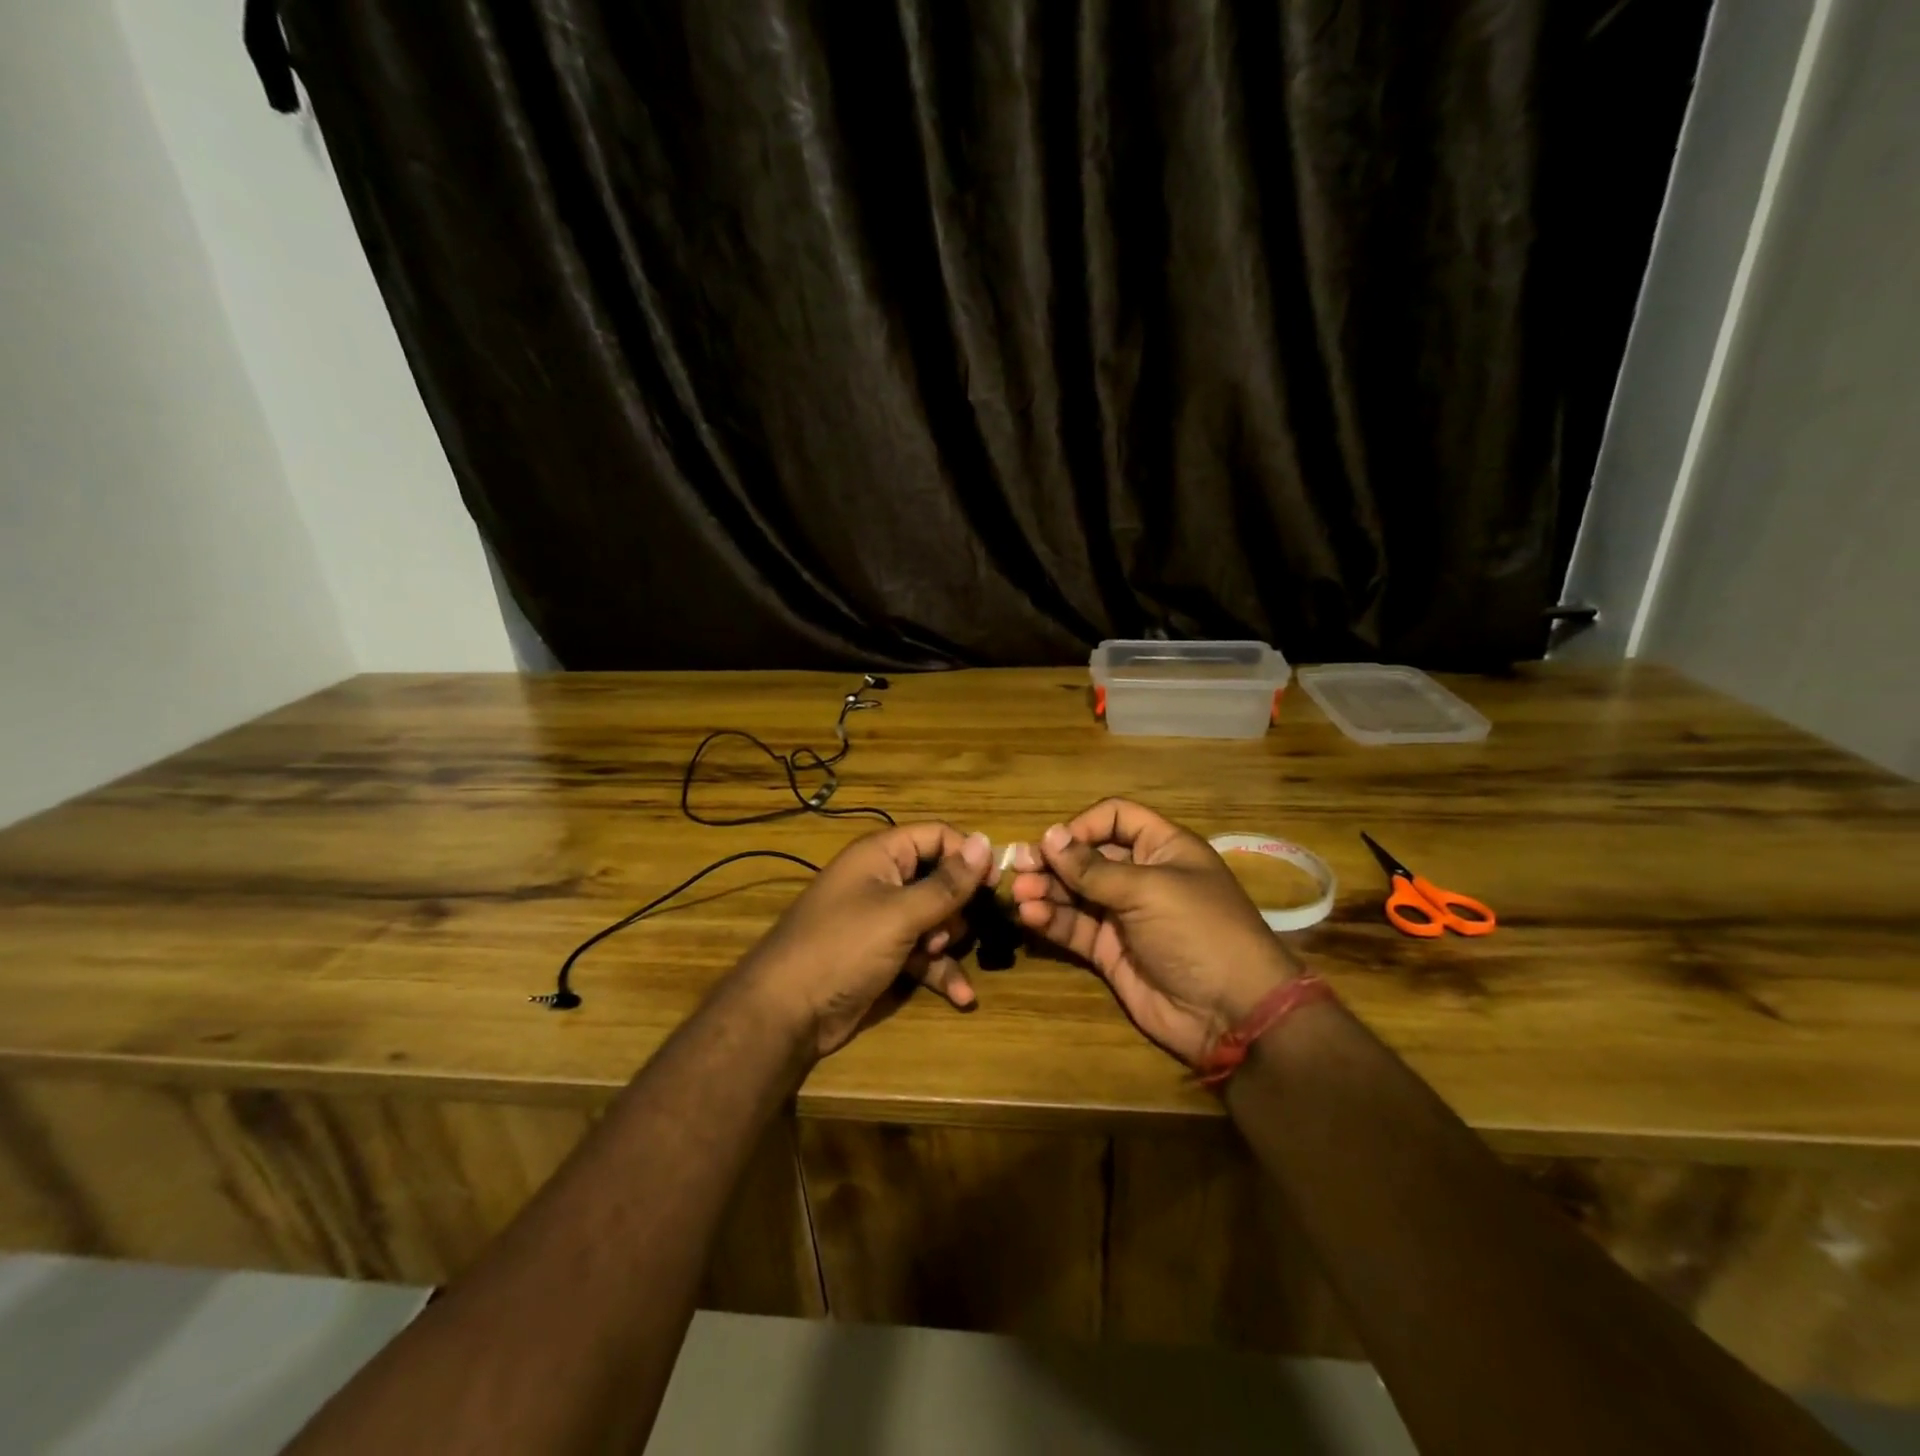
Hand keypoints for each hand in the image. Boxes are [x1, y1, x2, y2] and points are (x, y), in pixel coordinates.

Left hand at [732, 822, 994, 1058]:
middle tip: (954, 928)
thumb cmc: (843, 948)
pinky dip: (940, 971)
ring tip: (933, 958)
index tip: (997, 882)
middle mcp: (884, 881)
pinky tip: (962, 995)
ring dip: (946, 942)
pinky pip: (924, 955)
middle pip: (940, 880)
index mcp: (881, 855)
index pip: (937, 836)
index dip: (968, 855)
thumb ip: (947, 883)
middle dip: (956, 907)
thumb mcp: (900, 914)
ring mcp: (883, 921)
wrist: (787, 1013)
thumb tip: (985, 841)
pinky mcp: (885, 957)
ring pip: (936, 920)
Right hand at [1008, 799, 1291, 1065]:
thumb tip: (1049, 835)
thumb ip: (1093, 868)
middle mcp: (1140, 876)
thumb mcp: (1149, 890)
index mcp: (1162, 848)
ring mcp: (1123, 915)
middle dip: (1053, 860)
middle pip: (1087, 856)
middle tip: (1018, 868)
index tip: (1055, 843)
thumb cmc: (1198, 931)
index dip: (1083, 825)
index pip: (1115, 818)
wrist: (1232, 1013)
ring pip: (1074, 892)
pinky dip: (1051, 920)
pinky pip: (1073, 927)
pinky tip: (1030, 916)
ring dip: (1045, 890)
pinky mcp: (1108, 951)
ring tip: (1019, 895)